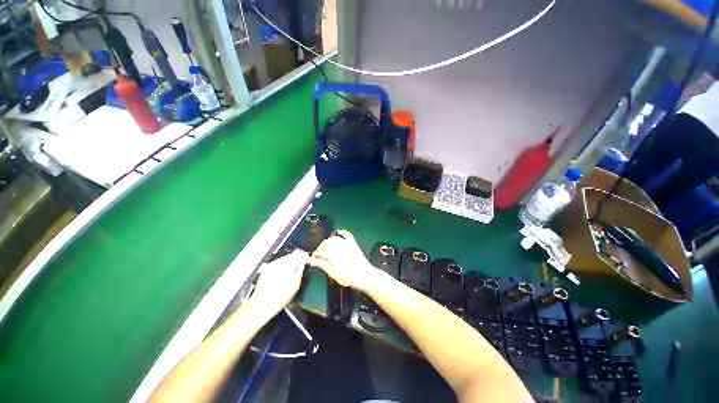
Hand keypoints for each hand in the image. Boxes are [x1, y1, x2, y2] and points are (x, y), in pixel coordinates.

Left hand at [245, 249, 307, 319]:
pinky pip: (276, 265)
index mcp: (287, 263)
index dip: (304, 257)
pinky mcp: (265, 270)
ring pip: (283, 260)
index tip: (306, 262)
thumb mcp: (296, 284)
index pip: (299, 252)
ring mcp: (270, 265)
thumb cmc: (281, 296)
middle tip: (298, 271)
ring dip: (288, 265)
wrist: (262, 305)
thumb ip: (301, 269)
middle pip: (291, 255)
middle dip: (296, 261)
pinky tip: (281, 279)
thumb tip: (304, 260)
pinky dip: (280, 269)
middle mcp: (278, 261)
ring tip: (289, 277)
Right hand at [311, 230, 378, 291]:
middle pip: (326, 243)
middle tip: (318, 255)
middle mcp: (339, 246)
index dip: (315, 254)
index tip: (313, 258)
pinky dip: (341, 232)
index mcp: (332, 253)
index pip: (320, 250)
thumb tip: (313, 260)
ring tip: (325, 248)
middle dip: (320, 248)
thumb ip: (322, 264)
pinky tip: (338, 232)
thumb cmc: (347, 276)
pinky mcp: (353, 243)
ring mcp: (346, 243)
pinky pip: (346, 234)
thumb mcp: (332, 273)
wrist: (364, 275)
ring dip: (328, 241)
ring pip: (334, 238)